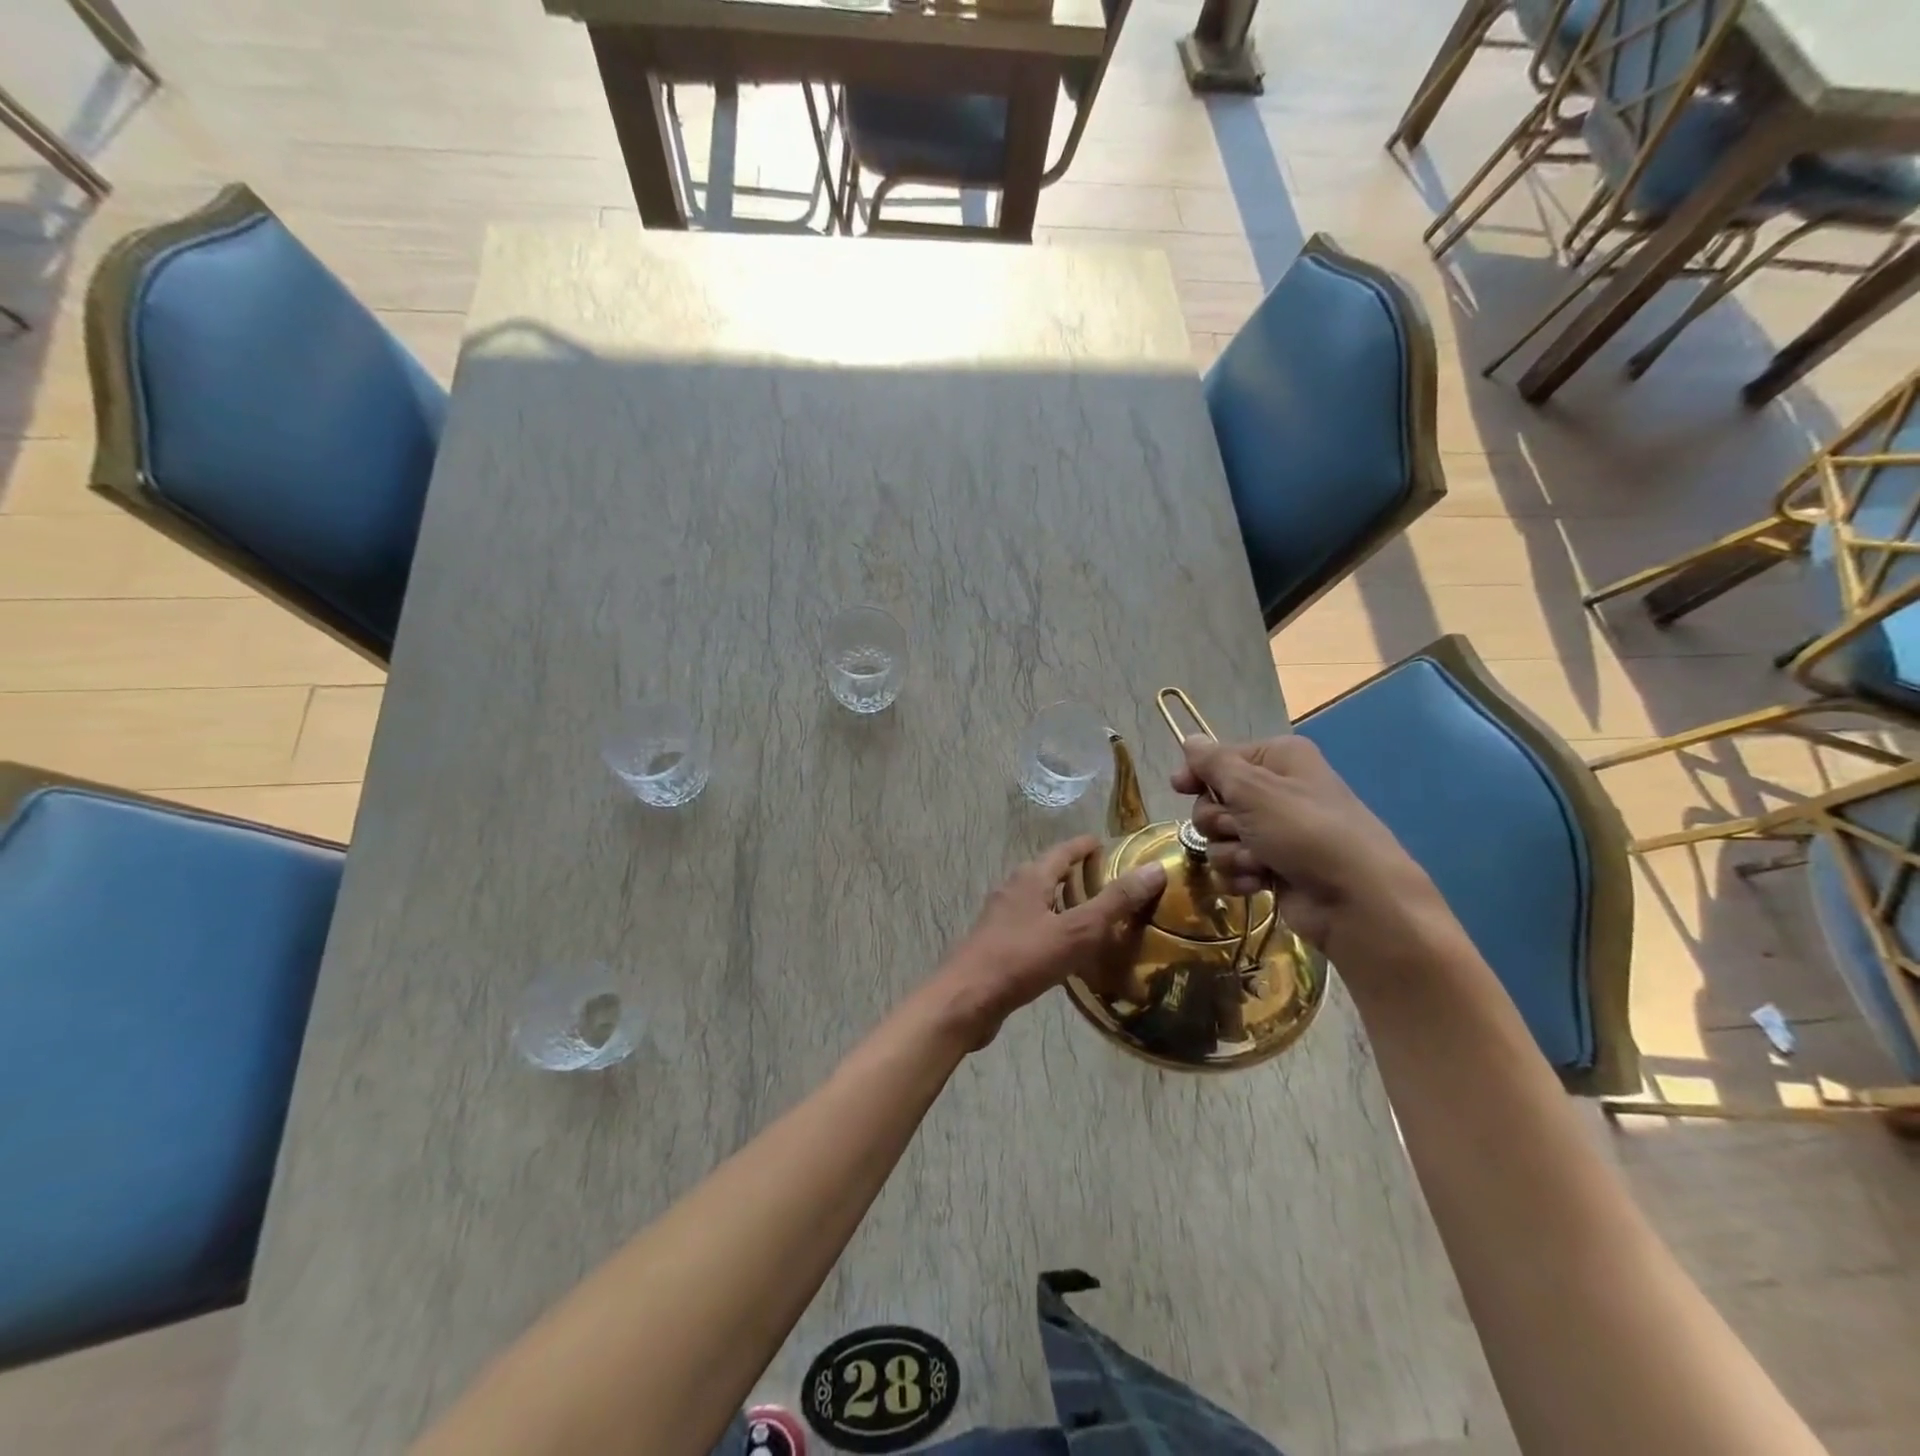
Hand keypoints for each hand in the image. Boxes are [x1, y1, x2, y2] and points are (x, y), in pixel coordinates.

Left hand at [930, 836, 1166, 1048]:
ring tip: (1093, 916)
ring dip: (1063, 903)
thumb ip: (1115, 902)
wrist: (967, 999)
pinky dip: (1052, 929)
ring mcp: (1001, 917)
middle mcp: (1013, 889)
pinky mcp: (996, 944)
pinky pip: (1031, 927)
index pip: (1064, 851)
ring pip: (1039, 901)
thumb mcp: (1077, 930)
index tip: (1108, 845)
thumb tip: (1154, 868)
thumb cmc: (1023, 958)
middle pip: (1048, 873)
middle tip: (1108, 882)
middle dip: (1076, 874)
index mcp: (1031, 877)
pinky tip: (1065, 950)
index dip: (1086, 846)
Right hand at [1172, 735, 1447, 962]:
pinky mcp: (1271, 868)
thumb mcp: (1254, 789)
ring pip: (1219, 838)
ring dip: (1231, 852)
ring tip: (1259, 862)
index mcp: (1278, 760)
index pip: (1220, 758)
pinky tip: (1260, 881)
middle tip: (1241, 830)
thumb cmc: (1305, 832)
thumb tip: (1189, 739)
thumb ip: (1214, 764)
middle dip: (1219, 821)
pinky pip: (1233, 866)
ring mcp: (1274, 833)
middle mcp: (1276, 792)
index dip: (1198, 774)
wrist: (1356, 900)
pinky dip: (1241, 875)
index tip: (1180, 788)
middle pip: (1214, 801)